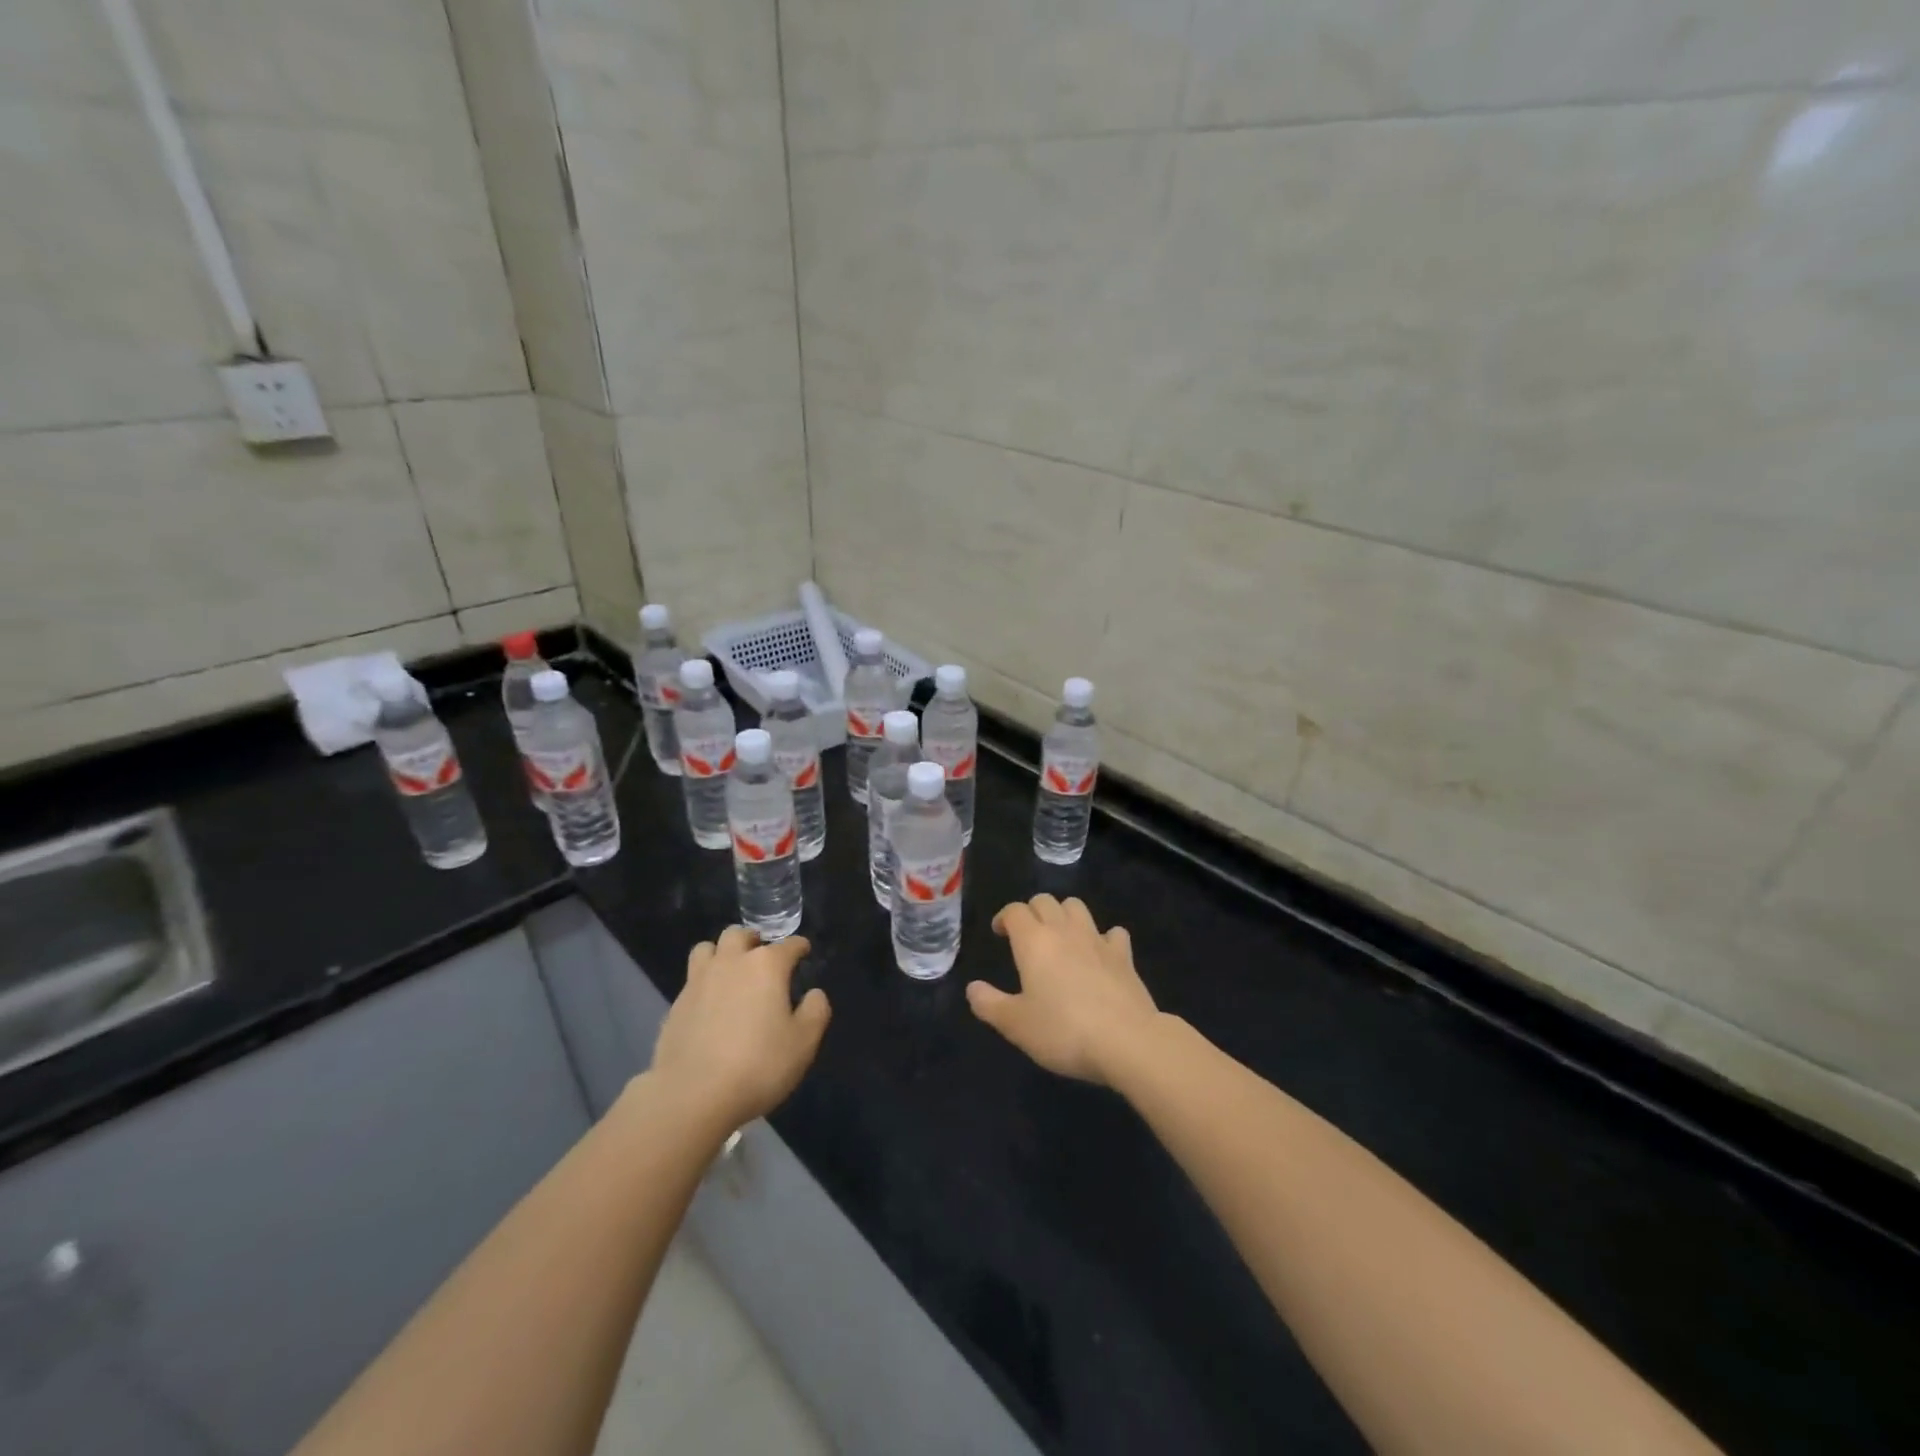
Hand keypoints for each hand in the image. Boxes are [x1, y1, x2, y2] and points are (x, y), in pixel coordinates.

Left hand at [650, 927, 829, 1131]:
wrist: (691, 1095)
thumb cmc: (758, 1065)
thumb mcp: (803, 1043)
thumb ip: (816, 1011)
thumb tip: (814, 994)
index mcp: (767, 966)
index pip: (789, 945)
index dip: (799, 947)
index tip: (804, 952)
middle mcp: (731, 963)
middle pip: (740, 935)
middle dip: (753, 940)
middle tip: (762, 956)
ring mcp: (698, 981)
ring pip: (707, 948)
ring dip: (721, 953)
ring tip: (730, 971)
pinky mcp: (675, 1005)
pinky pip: (691, 980)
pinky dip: (703, 983)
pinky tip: (710, 1005)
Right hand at [967, 896, 1160, 1085]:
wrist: (1126, 1040)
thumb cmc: (1063, 1031)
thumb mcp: (1016, 1025)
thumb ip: (989, 1004)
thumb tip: (972, 988)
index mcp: (1034, 941)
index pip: (1015, 910)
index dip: (1004, 917)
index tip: (1000, 933)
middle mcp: (1064, 930)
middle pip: (1045, 901)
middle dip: (1032, 911)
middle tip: (1027, 936)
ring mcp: (1097, 939)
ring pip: (1077, 907)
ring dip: (1064, 914)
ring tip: (1060, 937)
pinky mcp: (1124, 955)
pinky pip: (1113, 933)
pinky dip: (1103, 937)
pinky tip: (1100, 954)